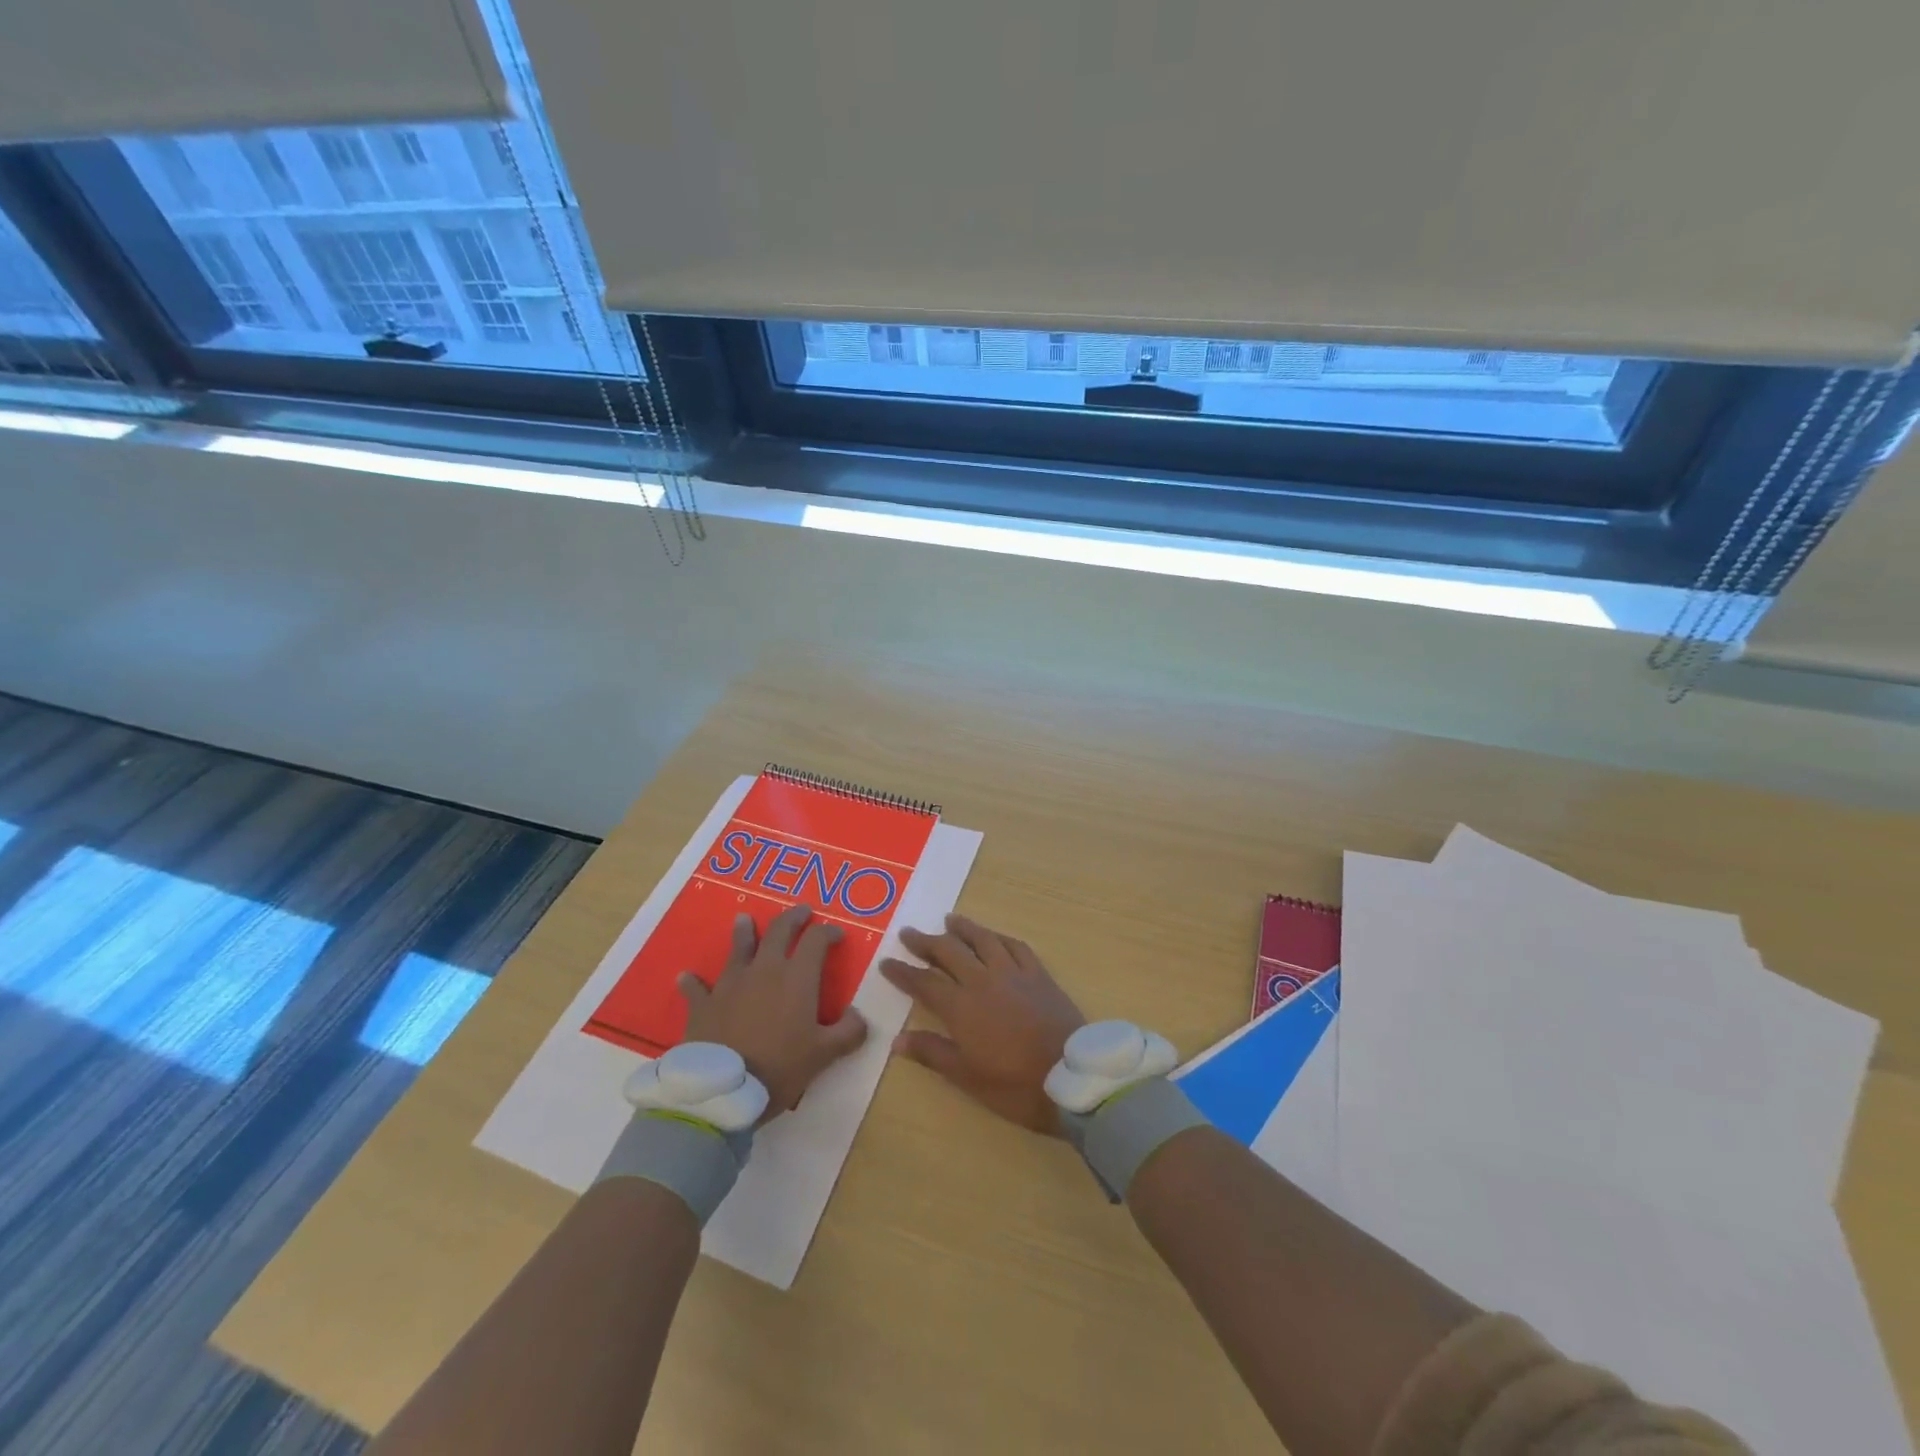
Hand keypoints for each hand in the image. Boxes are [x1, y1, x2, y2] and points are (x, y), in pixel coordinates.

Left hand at [679, 905, 868, 1117]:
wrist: (723, 1091)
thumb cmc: (779, 1067)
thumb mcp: (824, 1055)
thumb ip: (848, 1032)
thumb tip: (859, 1016)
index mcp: (797, 977)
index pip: (816, 940)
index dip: (828, 932)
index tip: (837, 935)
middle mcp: (764, 970)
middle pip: (778, 931)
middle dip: (792, 917)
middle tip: (800, 911)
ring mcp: (730, 984)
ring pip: (738, 948)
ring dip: (743, 932)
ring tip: (744, 919)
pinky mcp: (704, 1004)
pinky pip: (697, 988)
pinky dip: (693, 982)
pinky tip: (686, 976)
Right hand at [881, 915, 1086, 1135]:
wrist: (1070, 1076)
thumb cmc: (1015, 1084)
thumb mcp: (967, 1077)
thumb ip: (932, 1053)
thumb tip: (897, 1040)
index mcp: (961, 1007)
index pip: (924, 982)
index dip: (903, 972)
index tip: (886, 963)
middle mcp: (983, 980)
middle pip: (949, 952)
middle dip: (926, 942)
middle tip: (909, 933)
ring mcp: (1013, 973)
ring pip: (983, 940)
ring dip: (963, 928)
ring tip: (949, 919)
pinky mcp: (1039, 974)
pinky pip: (1016, 946)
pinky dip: (1000, 937)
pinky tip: (994, 936)